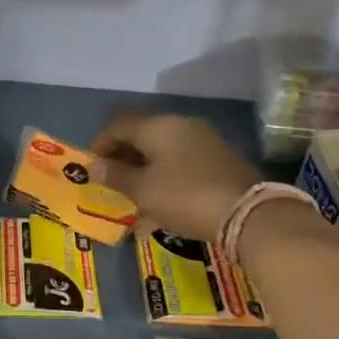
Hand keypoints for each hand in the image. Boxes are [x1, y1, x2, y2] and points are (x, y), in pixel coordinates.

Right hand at [91, 113, 258, 243]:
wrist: (248, 214)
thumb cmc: (185, 196)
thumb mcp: (144, 190)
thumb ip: (116, 176)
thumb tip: (94, 166)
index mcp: (159, 126)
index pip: (119, 124)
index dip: (100, 143)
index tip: (91, 167)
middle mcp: (181, 126)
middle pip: (141, 137)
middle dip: (122, 160)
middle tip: (110, 184)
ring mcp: (203, 143)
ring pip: (161, 155)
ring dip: (143, 175)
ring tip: (132, 202)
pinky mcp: (217, 162)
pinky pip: (180, 167)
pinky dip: (164, 182)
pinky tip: (158, 210)